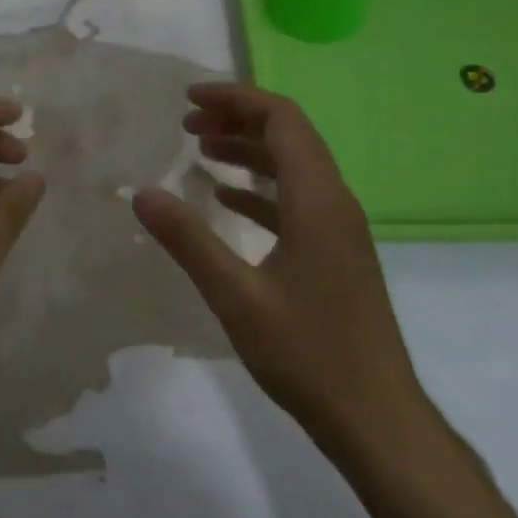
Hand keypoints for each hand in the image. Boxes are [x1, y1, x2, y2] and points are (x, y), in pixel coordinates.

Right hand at [132, 82, 428, 464]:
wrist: (377, 419)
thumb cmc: (308, 355)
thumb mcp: (236, 296)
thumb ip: (188, 240)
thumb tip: (141, 194)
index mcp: (318, 200)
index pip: (282, 120)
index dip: (236, 99)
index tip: (188, 101)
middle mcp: (335, 202)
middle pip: (290, 136)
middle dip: (238, 118)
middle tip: (187, 124)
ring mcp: (339, 230)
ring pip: (294, 167)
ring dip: (248, 151)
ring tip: (200, 150)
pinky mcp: (336, 255)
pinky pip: (296, 201)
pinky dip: (260, 189)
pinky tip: (226, 200)